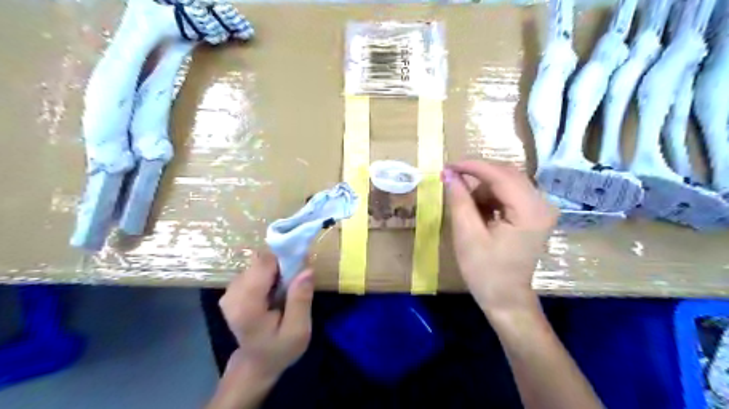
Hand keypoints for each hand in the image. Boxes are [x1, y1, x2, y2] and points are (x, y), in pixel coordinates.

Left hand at [219, 251, 316, 381]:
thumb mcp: (298, 331)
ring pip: (257, 263)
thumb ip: (301, 300)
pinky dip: (268, 274)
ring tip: (284, 291)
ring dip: (275, 271)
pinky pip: (254, 269)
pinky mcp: (231, 289)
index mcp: (247, 306)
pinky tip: (273, 291)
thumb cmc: (279, 349)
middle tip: (294, 284)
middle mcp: (232, 295)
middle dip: (281, 266)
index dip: (284, 260)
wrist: (256, 362)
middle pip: (260, 261)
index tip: (300, 270)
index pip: (263, 264)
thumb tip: (307, 269)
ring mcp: (229, 291)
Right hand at [444, 161, 558, 313]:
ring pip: (507, 183)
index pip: (500, 175)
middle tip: (451, 180)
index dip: (472, 167)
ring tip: (463, 201)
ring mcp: (540, 210)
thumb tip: (448, 173)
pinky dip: (490, 197)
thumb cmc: (485, 271)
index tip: (448, 166)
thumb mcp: (467, 234)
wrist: (506, 299)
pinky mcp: (534, 215)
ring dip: (483, 187)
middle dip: (477, 175)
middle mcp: (542, 205)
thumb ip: (459, 200)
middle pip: (507, 175)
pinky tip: (477, 210)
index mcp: (530, 211)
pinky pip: (510, 194)